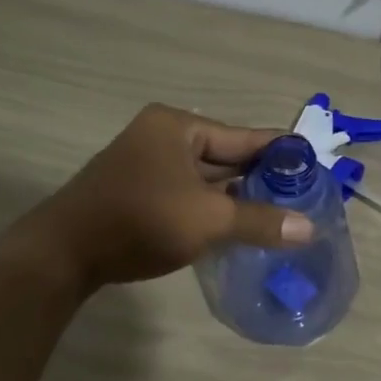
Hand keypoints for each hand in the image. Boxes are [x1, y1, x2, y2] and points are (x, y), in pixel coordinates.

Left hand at [19, 104, 313, 289]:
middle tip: (304, 199)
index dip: (282, 153)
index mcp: (179, 127)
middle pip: (227, 157)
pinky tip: (239, 229)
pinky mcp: (140, 193)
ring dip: (239, 199)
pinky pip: (189, 196)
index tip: (316, 168)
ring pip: (208, 180)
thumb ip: (260, 221)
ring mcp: (148, 166)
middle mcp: (163, 138)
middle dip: (262, 179)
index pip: (245, 136)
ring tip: (280, 216)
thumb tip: (309, 229)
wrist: (63, 254)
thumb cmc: (140, 221)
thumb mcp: (208, 219)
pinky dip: (214, 210)